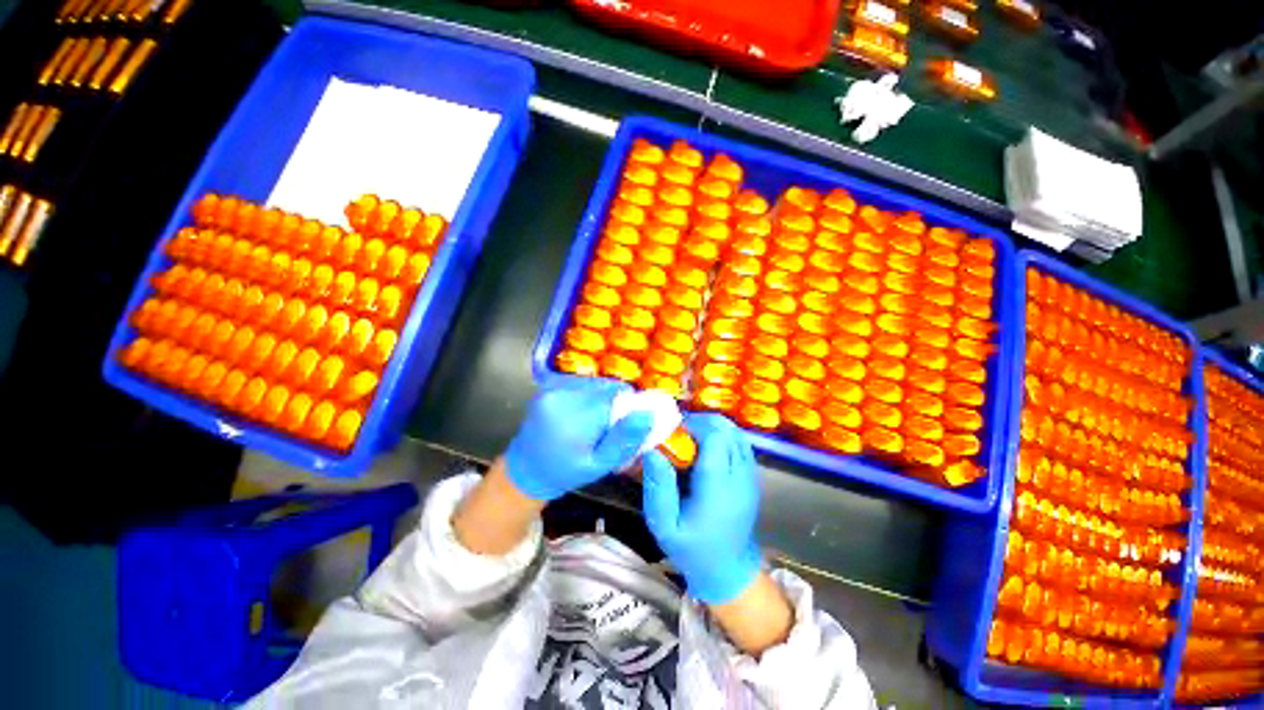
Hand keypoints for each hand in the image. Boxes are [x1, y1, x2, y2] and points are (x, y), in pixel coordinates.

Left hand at [504, 376, 653, 501]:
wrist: (525, 469)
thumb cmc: (564, 472)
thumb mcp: (599, 465)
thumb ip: (624, 439)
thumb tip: (648, 414)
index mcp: (573, 416)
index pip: (616, 394)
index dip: (629, 405)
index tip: (630, 423)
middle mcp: (561, 393)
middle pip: (607, 386)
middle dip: (617, 403)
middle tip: (612, 427)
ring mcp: (553, 386)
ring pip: (597, 383)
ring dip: (605, 398)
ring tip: (596, 423)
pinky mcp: (550, 384)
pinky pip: (584, 383)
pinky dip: (591, 395)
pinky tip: (584, 415)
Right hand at [642, 413, 761, 604]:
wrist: (728, 571)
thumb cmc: (691, 549)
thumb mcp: (665, 526)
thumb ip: (658, 488)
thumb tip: (653, 451)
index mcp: (719, 489)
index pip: (715, 439)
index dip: (694, 426)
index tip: (674, 431)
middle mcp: (740, 478)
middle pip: (728, 431)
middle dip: (703, 422)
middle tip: (680, 432)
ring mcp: (750, 477)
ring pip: (737, 434)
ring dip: (714, 427)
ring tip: (692, 436)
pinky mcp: (752, 478)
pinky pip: (741, 444)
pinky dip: (724, 436)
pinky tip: (707, 446)